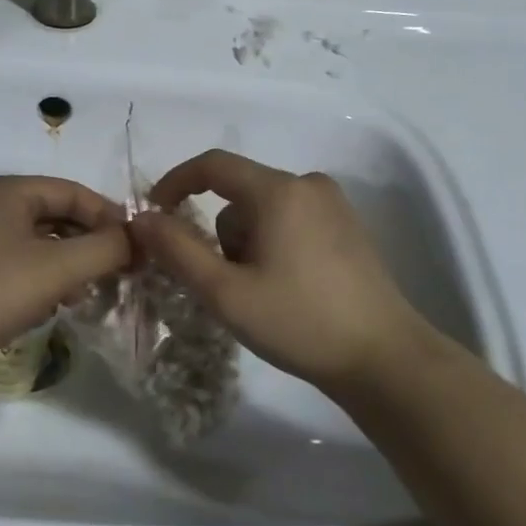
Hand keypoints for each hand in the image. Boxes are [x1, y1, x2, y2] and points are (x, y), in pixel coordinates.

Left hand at [0, 175, 130, 375]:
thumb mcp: (59, 268)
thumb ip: (106, 249)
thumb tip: (136, 240)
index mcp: (11, 191)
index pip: (74, 192)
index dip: (110, 217)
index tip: (138, 248)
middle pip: (59, 215)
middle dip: (90, 243)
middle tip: (119, 272)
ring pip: (43, 242)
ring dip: (71, 264)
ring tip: (88, 293)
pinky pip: (24, 264)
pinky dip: (46, 279)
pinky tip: (56, 305)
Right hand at [128, 149, 449, 392]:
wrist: (385, 360)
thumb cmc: (299, 322)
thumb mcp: (225, 292)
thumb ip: (177, 250)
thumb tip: (141, 218)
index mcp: (279, 191)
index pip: (212, 165)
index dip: (175, 183)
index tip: (154, 215)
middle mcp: (308, 185)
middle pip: (238, 193)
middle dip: (219, 234)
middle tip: (225, 284)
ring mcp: (333, 205)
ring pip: (262, 210)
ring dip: (246, 244)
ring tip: (261, 293)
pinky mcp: (347, 227)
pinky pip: (289, 220)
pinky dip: (271, 245)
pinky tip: (286, 288)